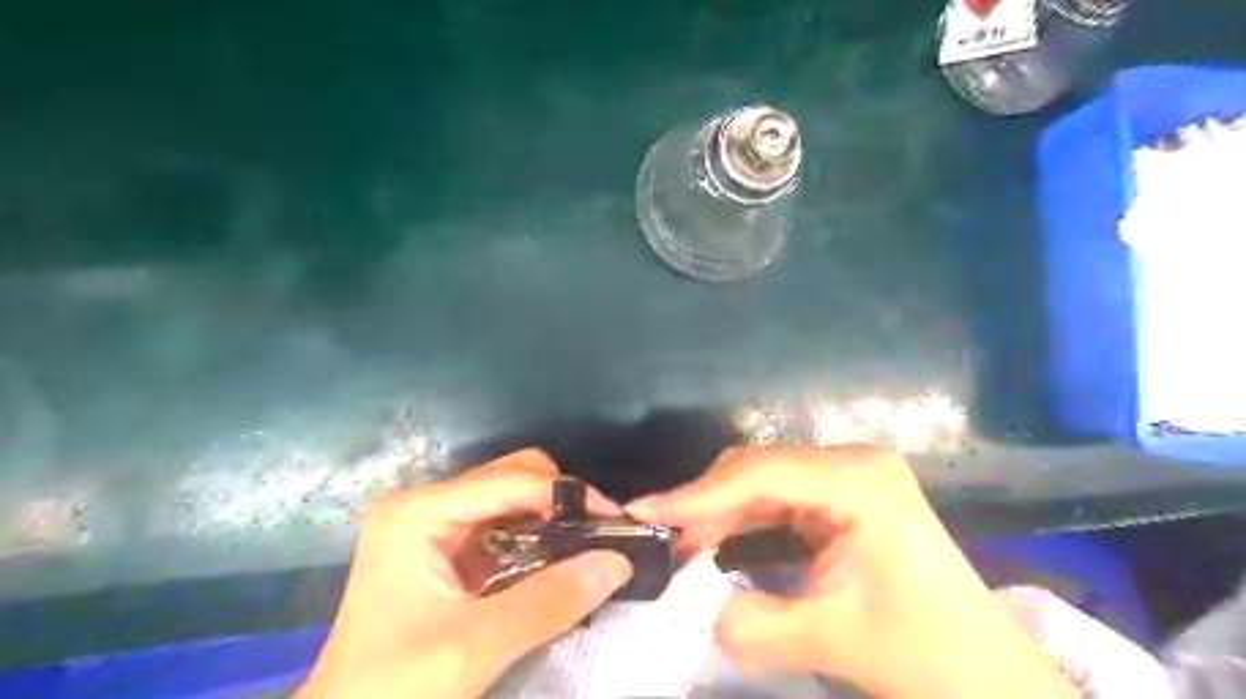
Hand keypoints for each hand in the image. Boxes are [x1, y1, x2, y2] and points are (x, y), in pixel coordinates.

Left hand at [298, 446, 633, 698]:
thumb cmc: (393, 687)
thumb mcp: (474, 647)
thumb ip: (549, 602)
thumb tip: (618, 563)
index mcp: (419, 511)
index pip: (510, 481)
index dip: (566, 495)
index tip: (614, 519)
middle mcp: (425, 505)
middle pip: (510, 478)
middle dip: (558, 501)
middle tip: (597, 536)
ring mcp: (432, 526)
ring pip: (510, 500)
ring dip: (551, 520)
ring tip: (586, 549)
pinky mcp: (443, 550)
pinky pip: (502, 528)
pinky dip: (535, 540)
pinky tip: (556, 564)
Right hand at [628, 449, 1075, 697]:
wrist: (991, 677)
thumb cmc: (928, 655)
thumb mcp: (835, 642)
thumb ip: (757, 629)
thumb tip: (707, 613)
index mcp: (857, 479)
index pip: (758, 474)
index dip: (696, 494)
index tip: (644, 512)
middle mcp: (850, 463)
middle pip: (757, 470)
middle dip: (705, 504)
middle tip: (659, 538)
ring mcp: (848, 478)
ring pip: (762, 483)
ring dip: (719, 513)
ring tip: (680, 546)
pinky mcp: (842, 500)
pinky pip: (777, 500)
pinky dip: (741, 521)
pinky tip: (715, 542)